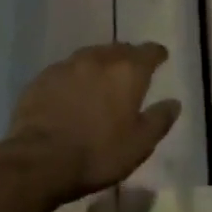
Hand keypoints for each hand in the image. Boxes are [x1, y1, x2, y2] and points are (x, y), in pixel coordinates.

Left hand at [0, 43, 180, 207]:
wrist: (38, 161)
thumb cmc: (97, 154)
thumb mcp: (140, 144)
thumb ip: (159, 120)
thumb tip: (174, 102)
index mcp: (127, 72)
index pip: (149, 51)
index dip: (156, 54)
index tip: (160, 58)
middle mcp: (98, 60)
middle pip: (119, 49)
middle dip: (128, 57)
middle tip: (130, 71)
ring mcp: (67, 66)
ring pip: (90, 56)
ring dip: (99, 64)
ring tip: (101, 79)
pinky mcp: (42, 78)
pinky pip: (65, 70)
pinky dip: (74, 77)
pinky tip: (71, 92)